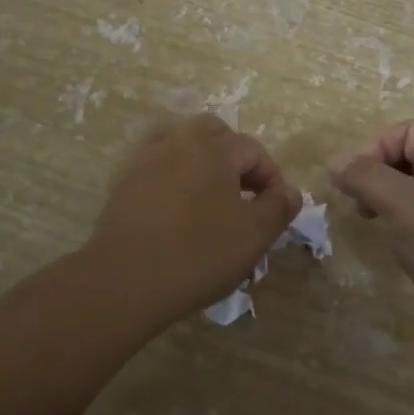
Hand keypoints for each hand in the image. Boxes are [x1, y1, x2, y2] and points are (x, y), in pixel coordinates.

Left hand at [85, 115, 301, 326]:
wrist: (125, 280)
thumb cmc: (198, 255)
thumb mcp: (254, 236)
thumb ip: (278, 207)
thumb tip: (290, 191)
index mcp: (214, 147)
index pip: (254, 150)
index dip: (272, 178)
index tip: (276, 209)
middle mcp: (179, 141)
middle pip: (215, 134)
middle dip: (235, 159)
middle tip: (244, 196)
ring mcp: (146, 158)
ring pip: (182, 143)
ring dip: (202, 161)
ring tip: (210, 197)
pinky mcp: (124, 181)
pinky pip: (156, 165)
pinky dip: (172, 175)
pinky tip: (177, 207)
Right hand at [329, 118, 413, 346]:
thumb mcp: (398, 202)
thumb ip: (363, 175)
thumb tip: (334, 160)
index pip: (411, 130)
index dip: (379, 145)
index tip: (358, 177)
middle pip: (412, 156)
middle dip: (379, 171)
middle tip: (360, 199)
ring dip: (386, 196)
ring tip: (370, 218)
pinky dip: (401, 220)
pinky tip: (393, 241)